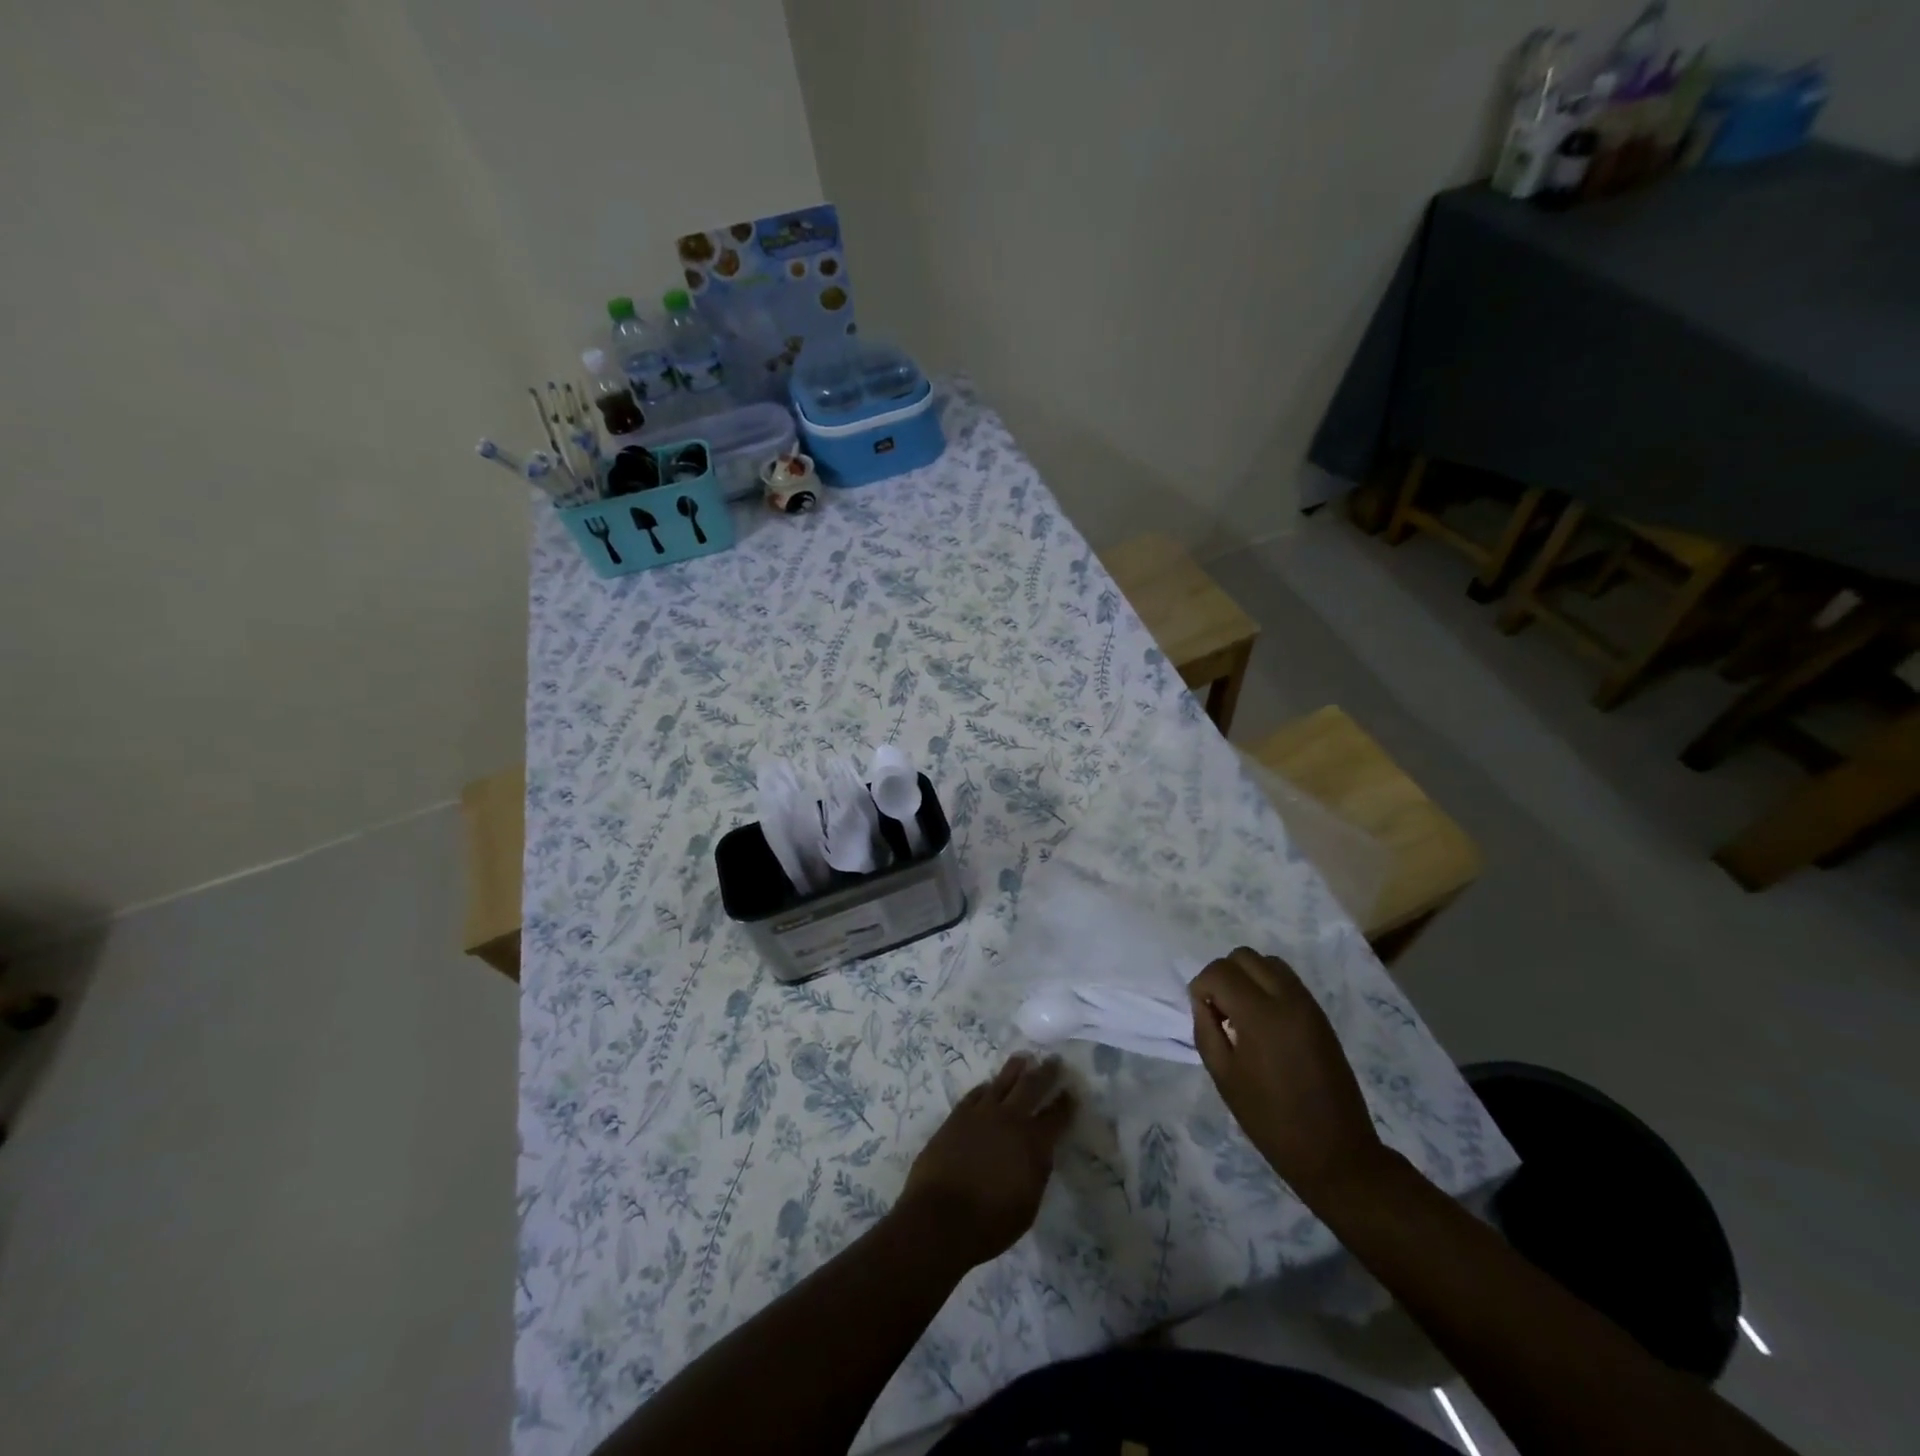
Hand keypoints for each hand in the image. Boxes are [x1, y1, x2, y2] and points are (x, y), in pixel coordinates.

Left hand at [895, 1054, 1074, 1267]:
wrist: (940, 1217)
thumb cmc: (990, 1223)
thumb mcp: (1028, 1205)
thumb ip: (1037, 1171)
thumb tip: (1040, 1151)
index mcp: (1033, 1143)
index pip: (1056, 1116)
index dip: (1066, 1104)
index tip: (1072, 1093)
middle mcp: (1010, 1119)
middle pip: (1032, 1086)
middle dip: (1046, 1072)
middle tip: (1054, 1060)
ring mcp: (981, 1113)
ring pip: (1003, 1081)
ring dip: (1016, 1069)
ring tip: (1023, 1058)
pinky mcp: (958, 1115)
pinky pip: (976, 1093)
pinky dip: (986, 1087)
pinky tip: (989, 1085)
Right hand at [1189, 947, 1384, 1204]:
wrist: (1335, 1152)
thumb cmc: (1271, 1120)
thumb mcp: (1223, 1076)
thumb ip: (1206, 1029)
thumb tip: (1203, 1001)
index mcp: (1261, 1015)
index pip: (1220, 971)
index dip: (1201, 986)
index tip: (1203, 1013)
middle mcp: (1288, 999)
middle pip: (1244, 956)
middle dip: (1223, 975)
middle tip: (1219, 1010)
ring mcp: (1309, 1005)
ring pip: (1268, 962)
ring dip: (1247, 977)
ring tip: (1241, 1014)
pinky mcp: (1320, 1015)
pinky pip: (1287, 980)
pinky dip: (1267, 986)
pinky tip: (1263, 1022)